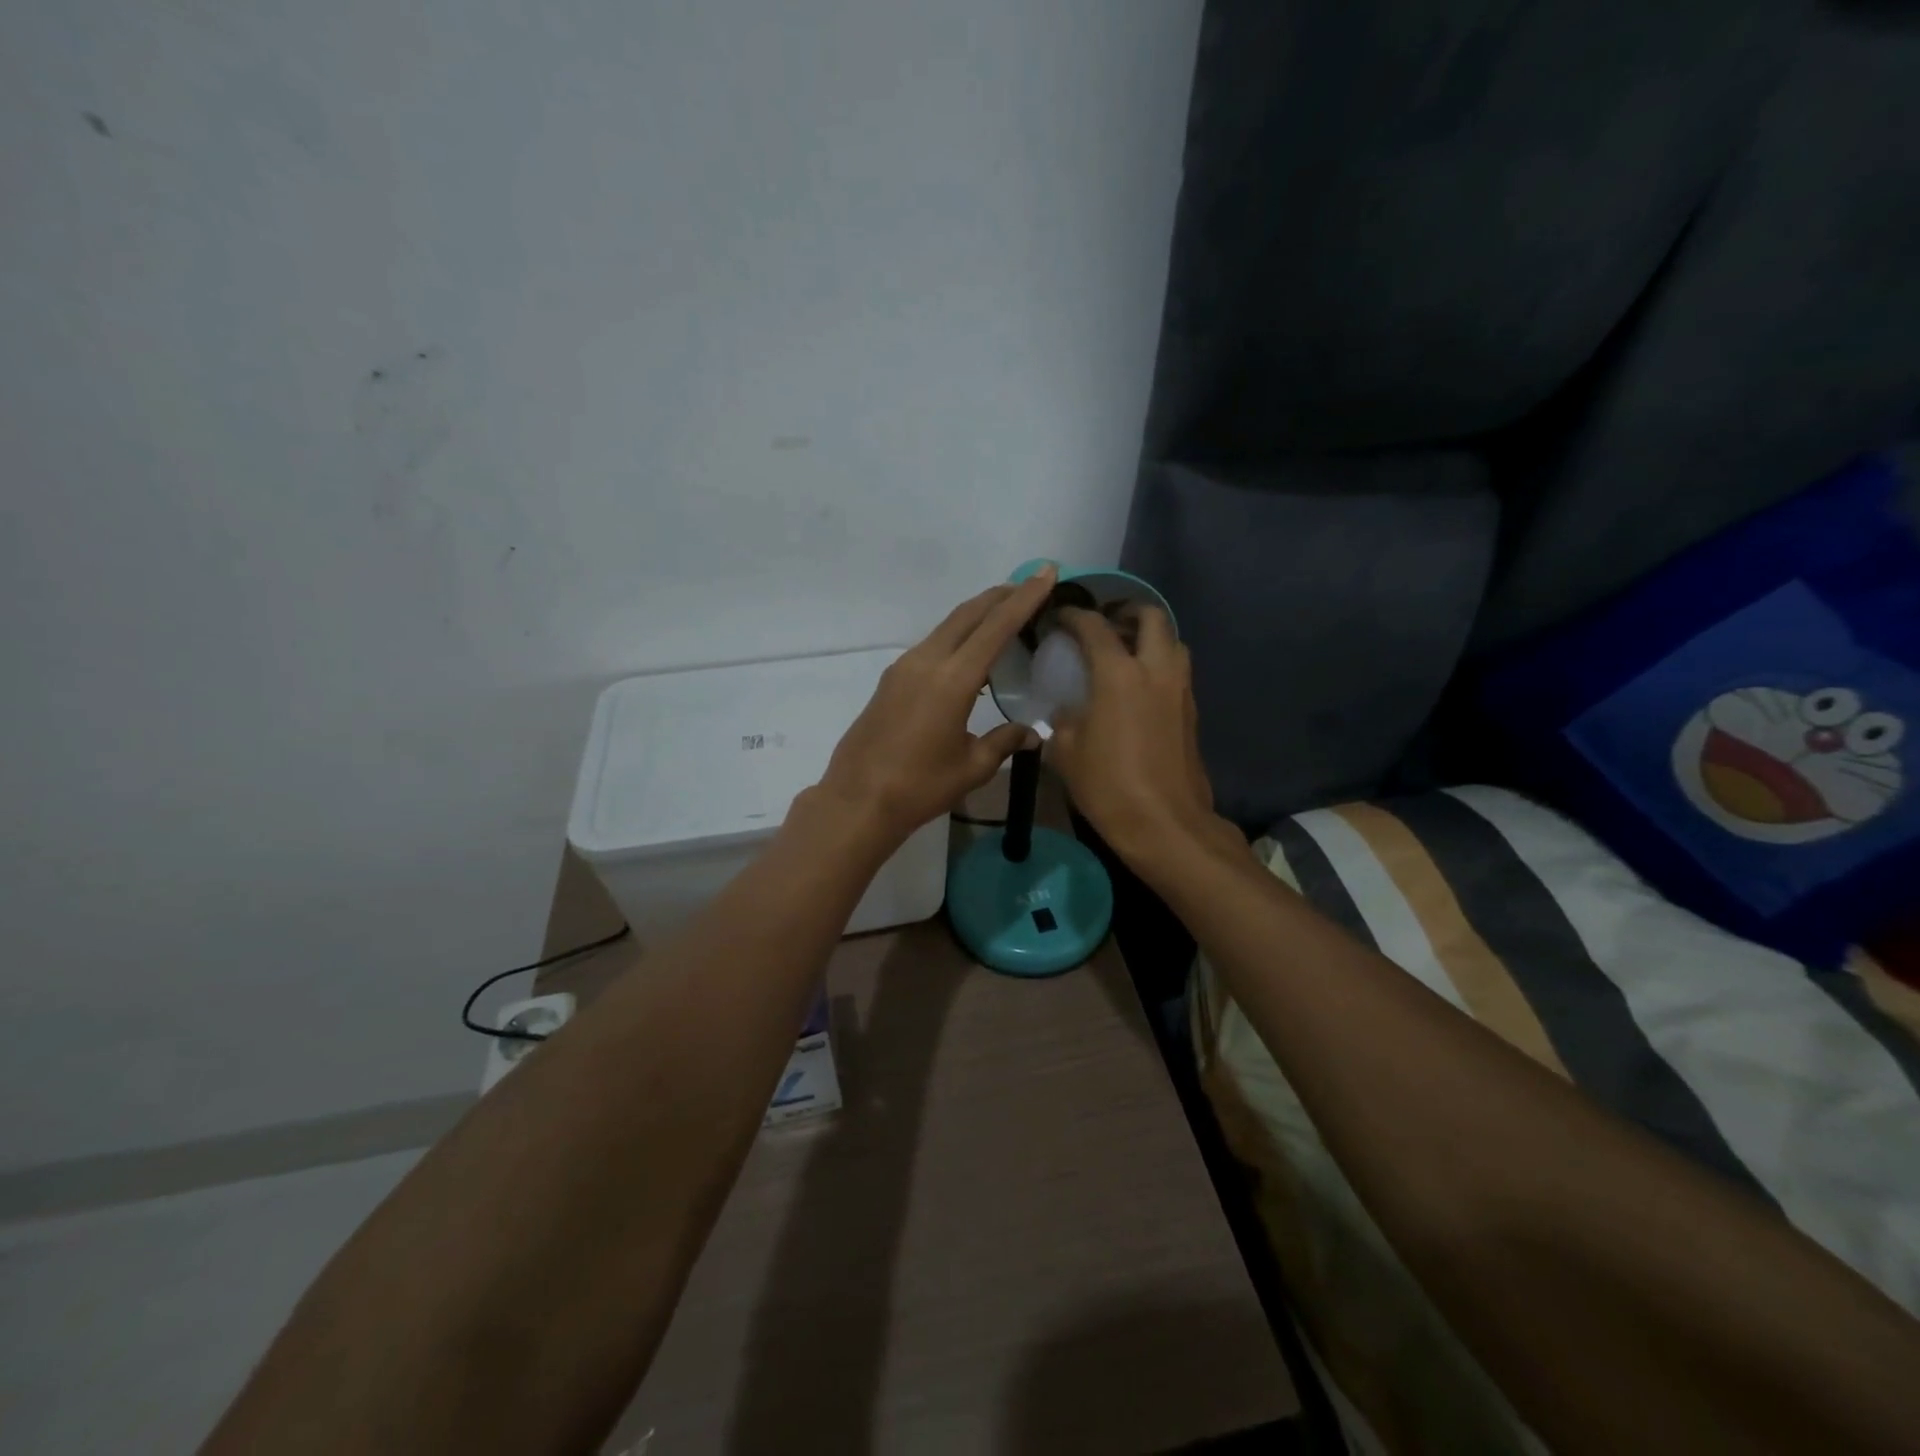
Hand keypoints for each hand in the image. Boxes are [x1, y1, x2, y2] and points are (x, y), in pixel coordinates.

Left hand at [815, 567, 1056, 845]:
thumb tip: (1032, 735)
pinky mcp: (891, 680)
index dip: (1024, 598)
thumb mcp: (972, 767)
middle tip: (1029, 586)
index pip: (996, 626)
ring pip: (947, 627)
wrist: (858, 800)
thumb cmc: (919, 787)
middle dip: (1001, 596)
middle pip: (968, 614)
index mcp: (952, 679)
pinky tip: (970, 656)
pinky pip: (932, 646)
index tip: (1045, 572)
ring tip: (1004, 616)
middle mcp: (926, 661)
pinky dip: (957, 637)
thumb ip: (1004, 741)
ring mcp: (904, 668)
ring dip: (977, 615)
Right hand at [1048, 604, 1219, 861]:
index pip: (1094, 626)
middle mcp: (1156, 670)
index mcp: (1119, 674)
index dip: (1073, 615)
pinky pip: (1177, 670)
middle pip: (1150, 616)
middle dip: (1125, 612)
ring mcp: (1180, 689)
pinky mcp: (1192, 710)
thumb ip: (1063, 720)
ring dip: (1149, 636)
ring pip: (1172, 641)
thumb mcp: (1066, 753)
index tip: (1059, 617)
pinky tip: (1138, 687)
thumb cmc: (1108, 786)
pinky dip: (1158, 663)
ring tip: (1123, 652)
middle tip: (1103, 625)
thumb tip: (1067, 710)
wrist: (1165, 824)